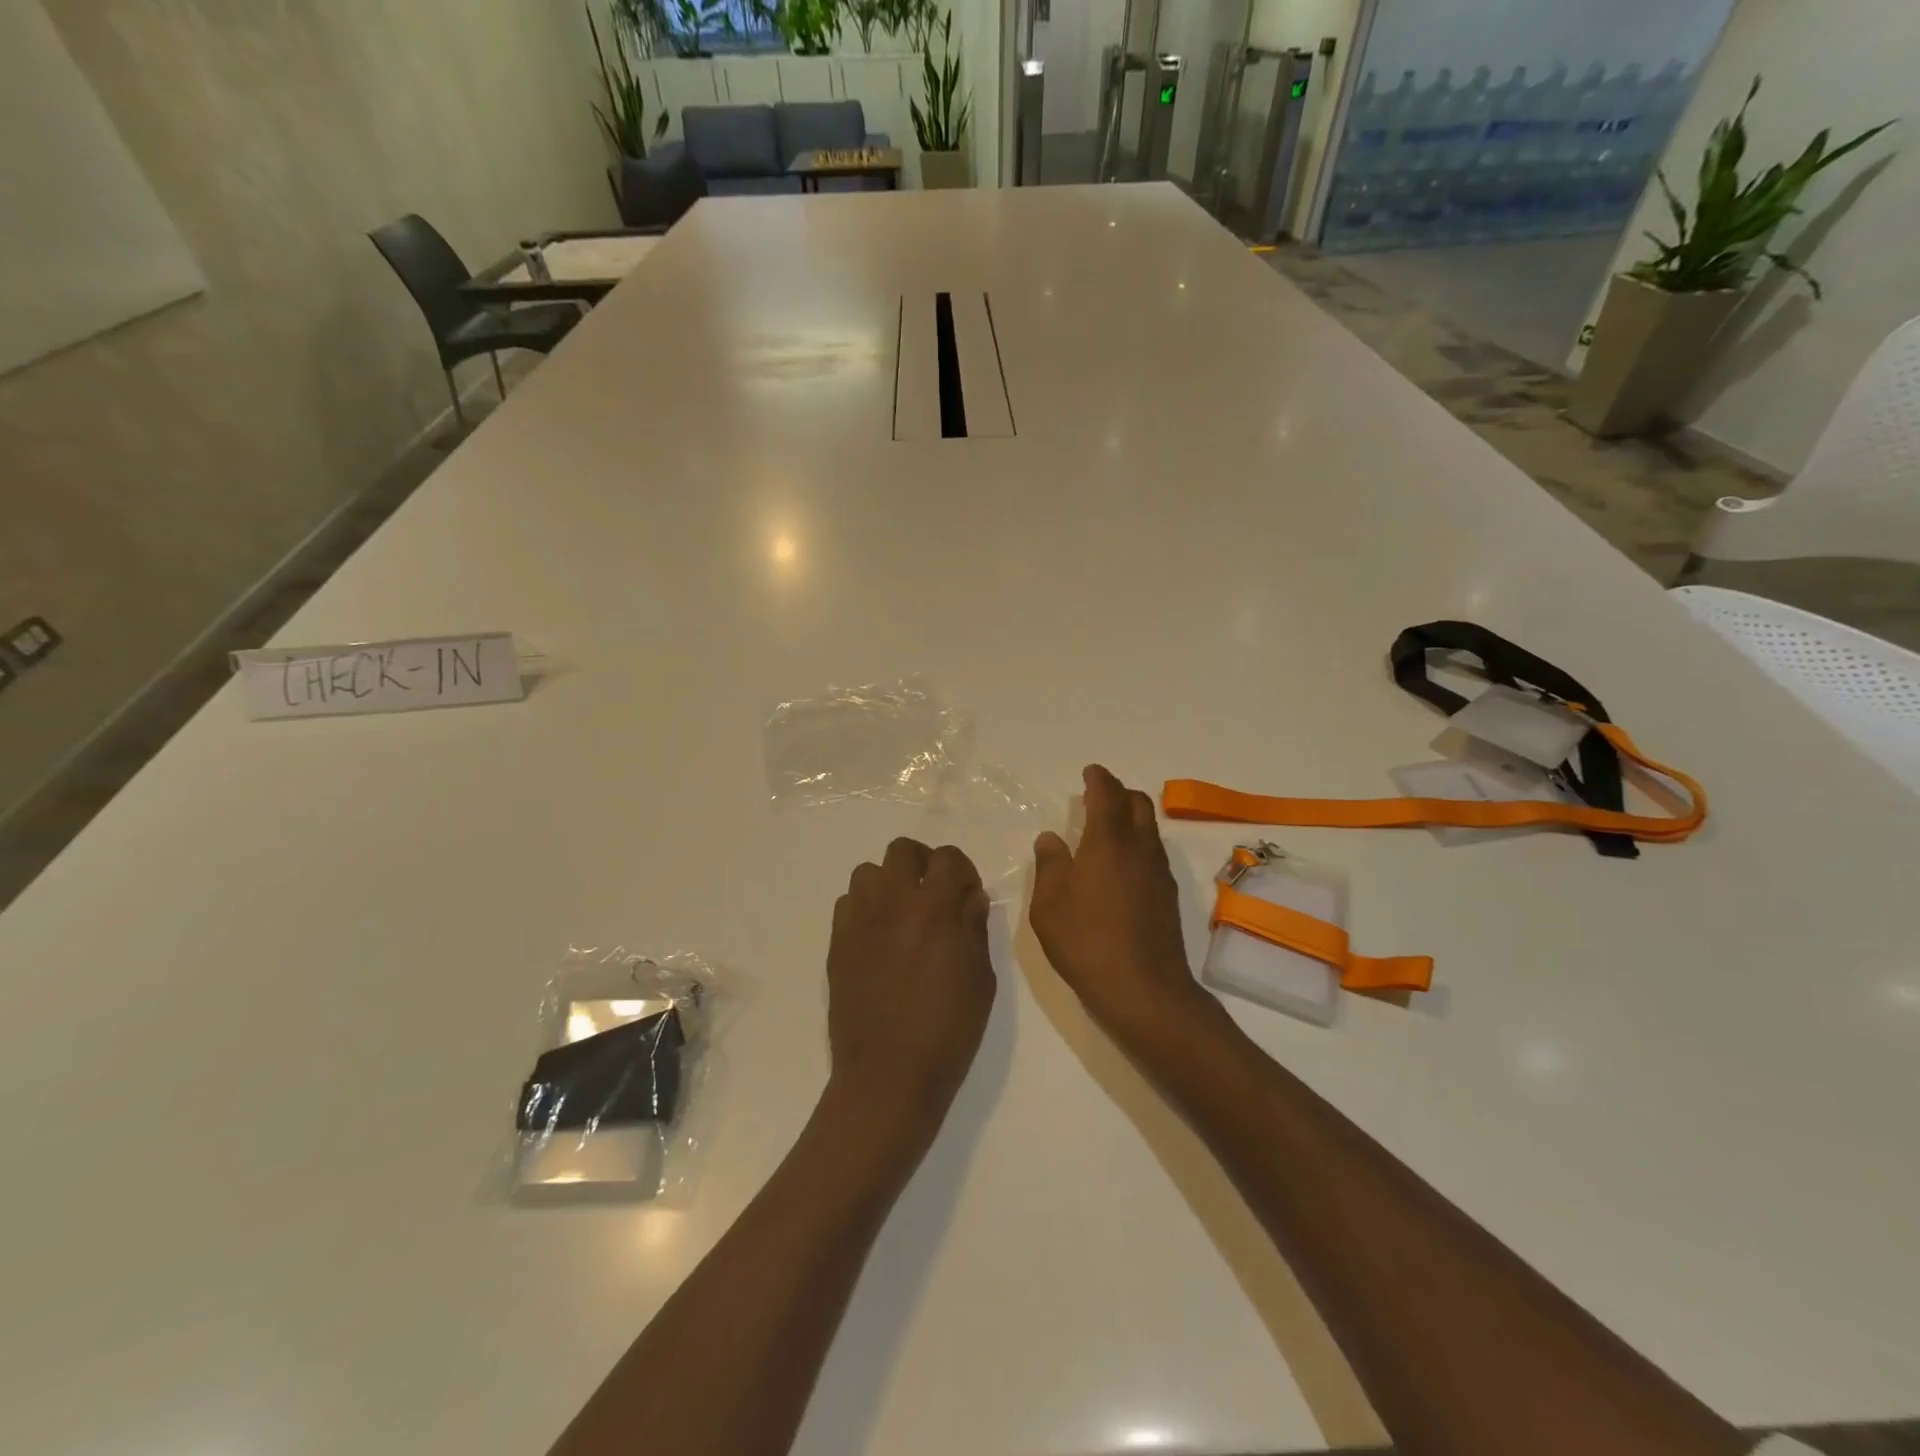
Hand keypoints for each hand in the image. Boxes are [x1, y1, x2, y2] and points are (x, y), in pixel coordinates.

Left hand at [826, 838, 995, 1141]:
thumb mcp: (980, 978)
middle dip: (923, 863)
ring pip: (869, 872)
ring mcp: (859, 920)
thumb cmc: (947, 1030)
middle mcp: (892, 902)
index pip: (948, 858)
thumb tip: (969, 896)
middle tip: (934, 895)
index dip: (963, 870)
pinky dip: (865, 909)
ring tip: (903, 916)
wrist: (888, 1075)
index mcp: (934, 908)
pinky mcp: (837, 943)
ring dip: (890, 884)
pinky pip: (848, 904)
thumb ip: (974, 927)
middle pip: (902, 851)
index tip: (967, 894)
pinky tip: (878, 939)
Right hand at [1030, 765, 1210, 1044]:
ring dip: (1131, 818)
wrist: (1145, 990)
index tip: (1090, 772)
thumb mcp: (1049, 906)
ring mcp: (1159, 872)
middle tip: (1098, 797)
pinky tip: (1121, 867)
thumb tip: (1051, 838)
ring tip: (1106, 830)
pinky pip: (1153, 853)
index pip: (1107, 795)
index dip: (1098, 779)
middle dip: (1119, 793)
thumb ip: (1049, 865)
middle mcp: (1139, 848)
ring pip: (1150, 828)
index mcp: (1108, 842)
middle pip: (1138, 804)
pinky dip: (1138, 844)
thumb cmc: (1087, 942)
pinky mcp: (1169, 896)